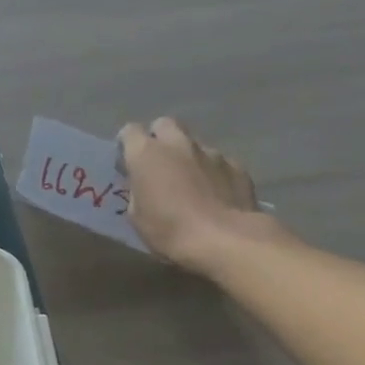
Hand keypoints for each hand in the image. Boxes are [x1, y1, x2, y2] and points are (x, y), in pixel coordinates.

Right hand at [115, 117, 273, 273]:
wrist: (225, 239)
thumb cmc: (169, 230)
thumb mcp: (136, 216)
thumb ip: (138, 190)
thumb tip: (145, 184)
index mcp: (146, 154)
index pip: (130, 131)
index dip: (127, 144)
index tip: (127, 161)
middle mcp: (178, 144)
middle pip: (164, 124)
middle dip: (159, 138)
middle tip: (158, 162)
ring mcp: (211, 152)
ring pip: (193, 143)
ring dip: (187, 156)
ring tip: (189, 182)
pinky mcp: (237, 166)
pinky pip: (218, 161)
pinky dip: (212, 172)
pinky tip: (214, 193)